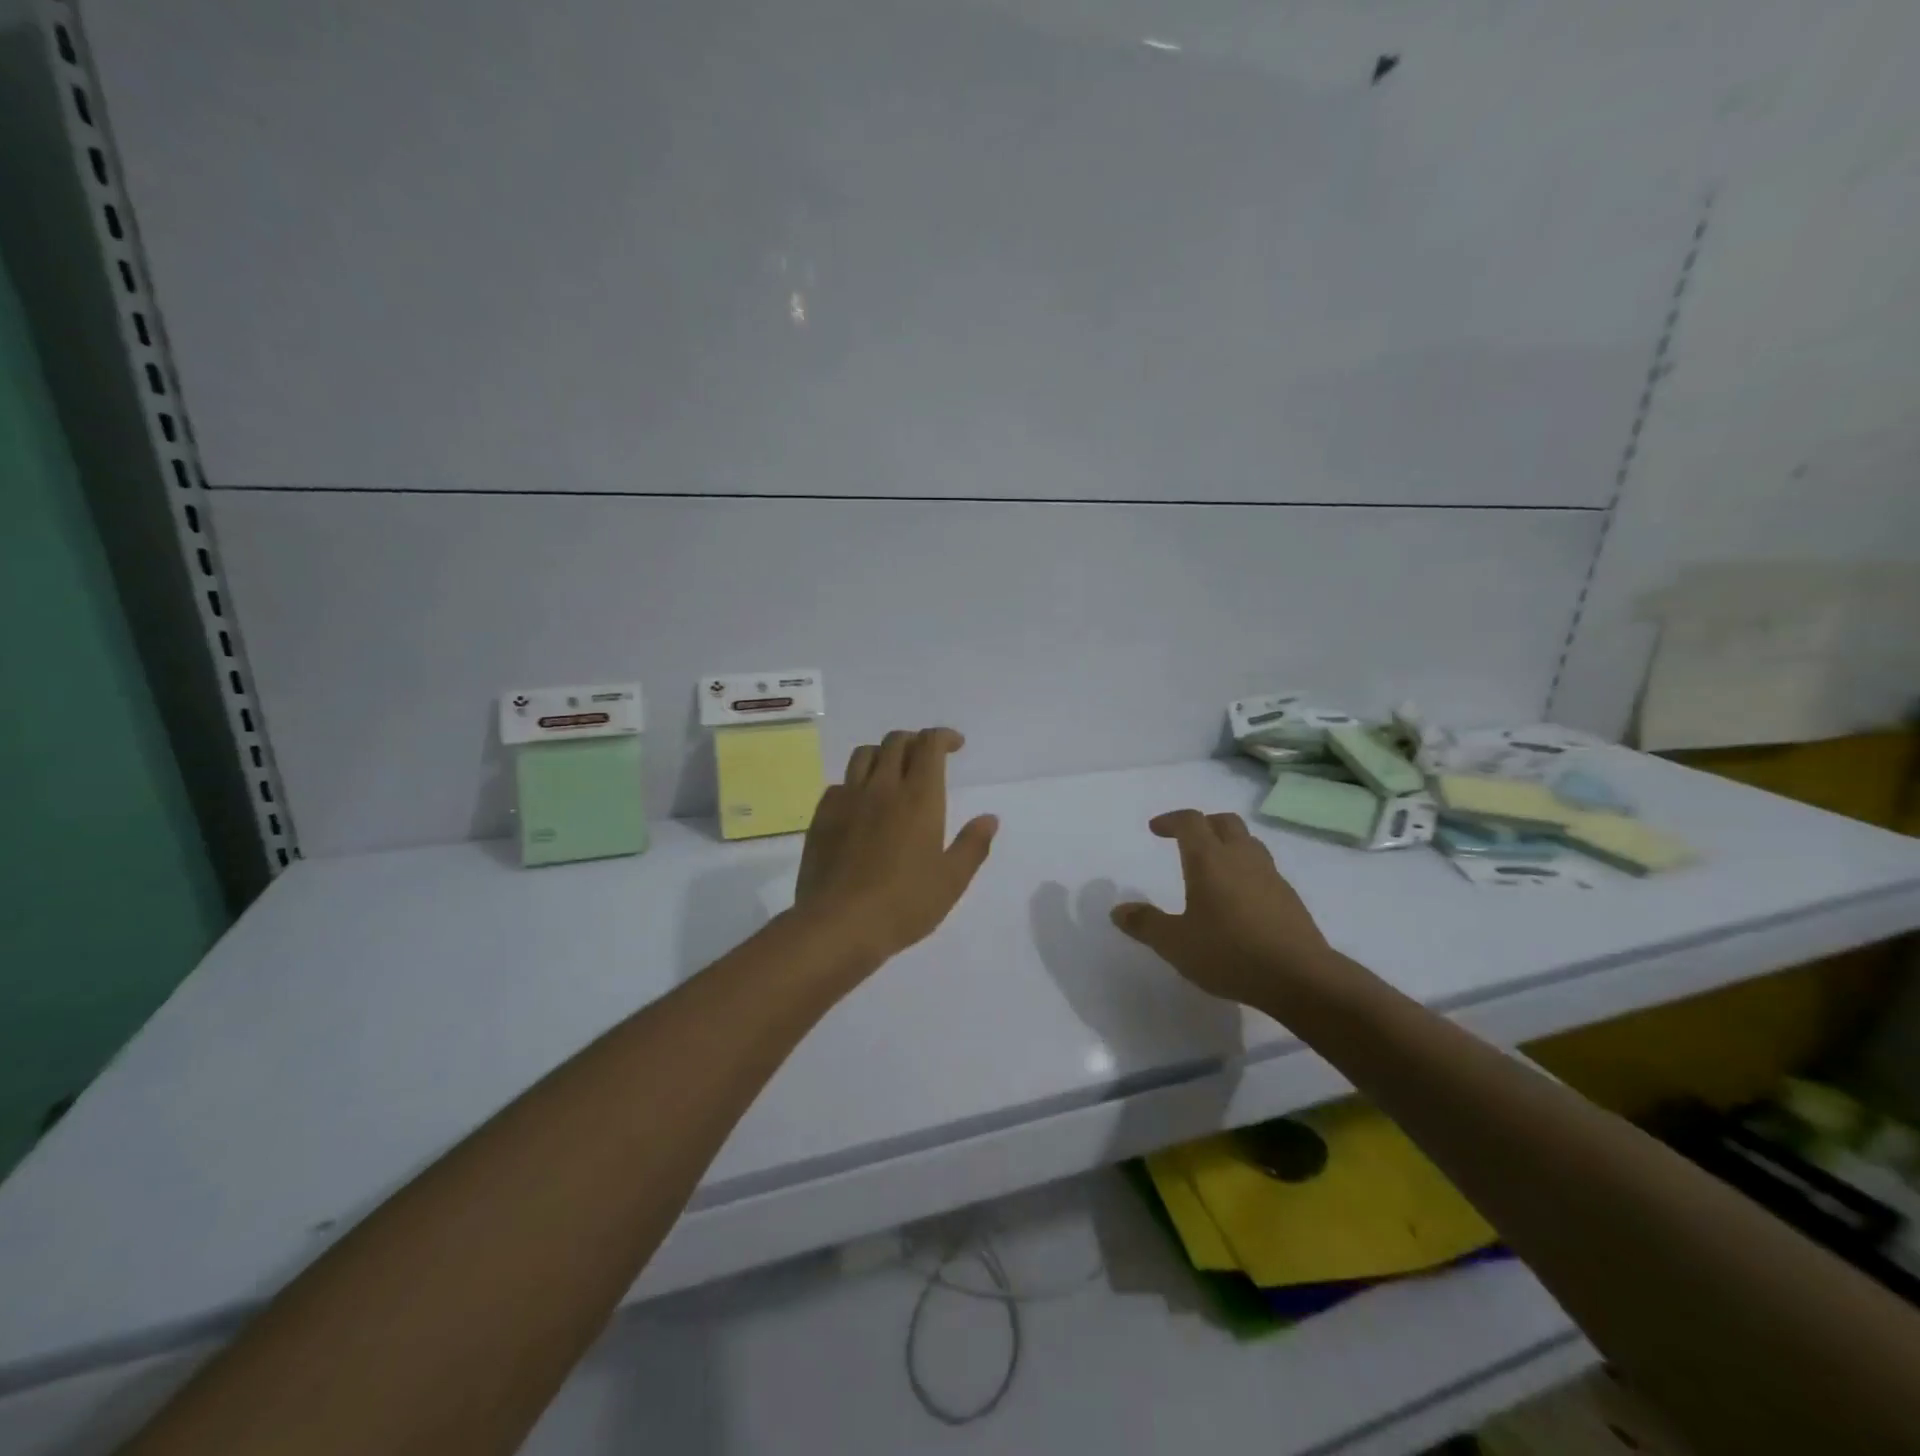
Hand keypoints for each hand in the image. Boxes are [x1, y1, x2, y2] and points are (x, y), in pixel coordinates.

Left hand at [791, 727, 998, 964]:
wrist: (838, 924)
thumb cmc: (904, 904)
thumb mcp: (951, 881)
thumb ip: (973, 845)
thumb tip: (989, 818)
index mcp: (919, 797)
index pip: (929, 744)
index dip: (944, 736)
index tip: (955, 745)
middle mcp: (882, 787)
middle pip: (896, 741)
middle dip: (915, 741)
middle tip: (926, 758)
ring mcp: (848, 799)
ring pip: (864, 754)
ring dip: (883, 753)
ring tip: (892, 771)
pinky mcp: (822, 816)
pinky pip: (840, 783)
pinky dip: (856, 782)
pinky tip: (861, 803)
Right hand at [1110, 810, 1335, 1009]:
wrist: (1300, 977)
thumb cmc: (1229, 953)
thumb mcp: (1175, 943)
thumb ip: (1145, 924)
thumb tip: (1118, 911)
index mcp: (1209, 859)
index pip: (1190, 821)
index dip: (1171, 820)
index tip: (1156, 829)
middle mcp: (1241, 857)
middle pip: (1224, 822)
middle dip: (1203, 824)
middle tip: (1186, 840)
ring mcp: (1270, 875)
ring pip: (1248, 842)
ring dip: (1228, 844)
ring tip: (1213, 867)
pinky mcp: (1289, 897)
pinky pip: (1263, 868)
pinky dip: (1246, 870)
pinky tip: (1239, 899)